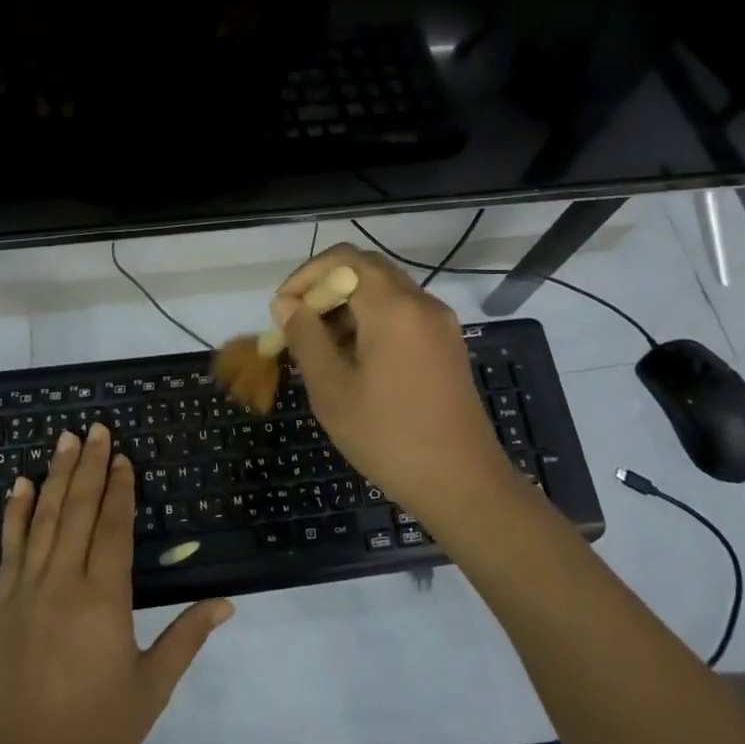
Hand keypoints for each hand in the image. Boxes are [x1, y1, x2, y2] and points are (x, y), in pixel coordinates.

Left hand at [0, 424, 233, 743]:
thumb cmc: (95, 731)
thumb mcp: (151, 688)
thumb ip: (186, 638)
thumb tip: (226, 602)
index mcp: (103, 600)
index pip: (114, 528)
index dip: (121, 490)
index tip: (124, 457)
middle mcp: (63, 583)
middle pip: (78, 511)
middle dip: (90, 466)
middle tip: (96, 428)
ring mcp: (26, 591)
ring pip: (43, 519)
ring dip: (56, 476)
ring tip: (65, 439)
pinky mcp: (2, 605)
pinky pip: (10, 548)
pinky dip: (15, 513)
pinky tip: (20, 485)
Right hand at [271, 244, 524, 518]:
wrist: (462, 483)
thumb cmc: (388, 436)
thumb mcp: (332, 388)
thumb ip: (305, 337)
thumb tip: (286, 304)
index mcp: (394, 307)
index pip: (344, 260)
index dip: (306, 276)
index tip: (283, 311)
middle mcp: (421, 303)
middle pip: (366, 270)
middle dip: (325, 289)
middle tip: (297, 326)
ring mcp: (439, 324)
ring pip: (384, 293)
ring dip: (346, 307)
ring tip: (318, 348)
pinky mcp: (446, 346)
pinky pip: (401, 315)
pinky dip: (370, 322)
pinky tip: (351, 360)